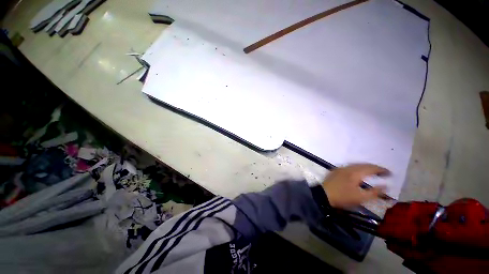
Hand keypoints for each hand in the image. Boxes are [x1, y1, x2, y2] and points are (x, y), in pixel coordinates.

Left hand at [322, 164, 389, 208]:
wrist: (323, 195)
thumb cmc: (343, 197)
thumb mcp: (361, 198)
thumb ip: (375, 192)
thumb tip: (386, 186)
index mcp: (355, 173)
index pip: (371, 168)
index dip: (381, 170)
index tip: (390, 173)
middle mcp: (347, 168)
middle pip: (363, 165)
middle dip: (374, 168)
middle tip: (382, 173)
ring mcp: (340, 168)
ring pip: (355, 165)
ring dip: (365, 167)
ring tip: (372, 172)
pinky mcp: (335, 170)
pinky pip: (349, 167)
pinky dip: (356, 168)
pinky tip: (358, 173)